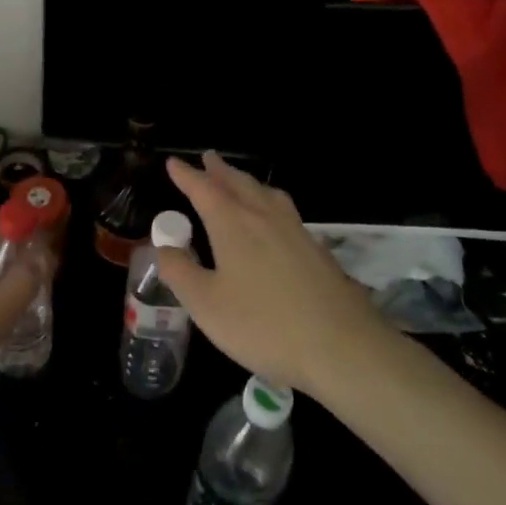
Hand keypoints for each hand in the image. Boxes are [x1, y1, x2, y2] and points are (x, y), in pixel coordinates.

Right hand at [159, 152, 383, 395]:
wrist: (342, 346)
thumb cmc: (264, 325)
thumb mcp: (206, 305)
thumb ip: (181, 273)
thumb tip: (163, 248)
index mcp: (233, 225)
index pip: (204, 190)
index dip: (186, 175)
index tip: (174, 162)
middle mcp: (264, 217)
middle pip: (238, 183)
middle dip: (220, 170)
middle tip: (208, 157)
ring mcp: (295, 232)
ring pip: (266, 194)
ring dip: (247, 181)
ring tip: (240, 180)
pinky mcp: (318, 251)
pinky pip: (286, 211)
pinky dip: (270, 202)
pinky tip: (275, 219)